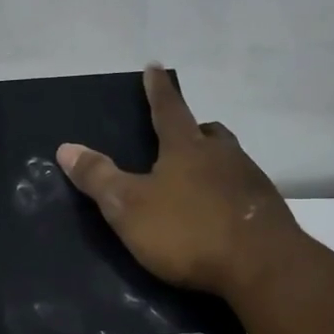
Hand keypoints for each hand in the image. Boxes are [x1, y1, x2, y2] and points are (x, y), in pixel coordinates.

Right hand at [58, 64, 303, 298]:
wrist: (263, 267)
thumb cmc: (188, 231)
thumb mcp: (129, 207)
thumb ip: (98, 178)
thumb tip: (66, 147)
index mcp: (186, 148)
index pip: (168, 108)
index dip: (157, 89)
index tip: (155, 66)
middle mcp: (222, 154)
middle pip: (207, 132)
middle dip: (192, 129)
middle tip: (180, 136)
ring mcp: (250, 180)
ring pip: (229, 158)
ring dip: (213, 161)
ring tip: (198, 177)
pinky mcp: (268, 209)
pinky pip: (243, 188)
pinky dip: (229, 192)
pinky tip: (222, 212)